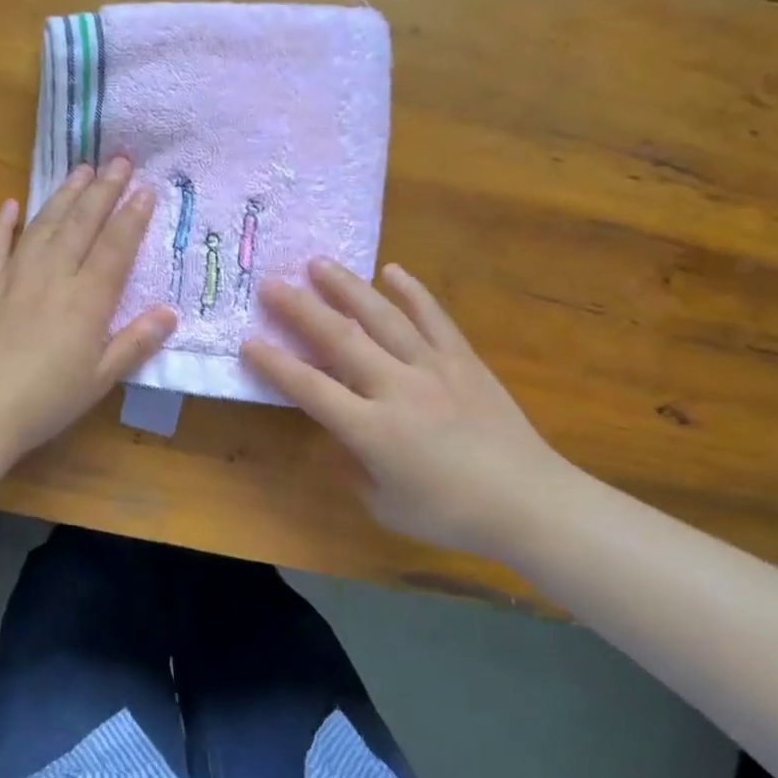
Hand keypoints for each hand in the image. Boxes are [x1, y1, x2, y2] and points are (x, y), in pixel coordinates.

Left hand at [0, 158, 175, 457]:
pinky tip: (12, 204)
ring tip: (81, 170)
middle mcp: (53, 276)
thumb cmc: (47, 400)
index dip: (132, 217)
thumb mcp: (101, 378)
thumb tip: (170, 313)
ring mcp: (14, 276)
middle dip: (104, 190)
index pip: (115, 247)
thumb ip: (135, 343)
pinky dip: (4, 223)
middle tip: (120, 160)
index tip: (146, 188)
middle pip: (82, 224)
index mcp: (87, 300)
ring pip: (44, 225)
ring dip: (64, 195)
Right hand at [241, 259, 574, 559]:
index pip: (311, 389)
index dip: (275, 365)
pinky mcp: (463, 360)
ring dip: (347, 288)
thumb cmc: (451, 514)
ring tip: (319, 263)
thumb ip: (352, 469)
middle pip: (340, 339)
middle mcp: (396, 389)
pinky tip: (392, 271)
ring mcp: (432, 368)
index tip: (248, 342)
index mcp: (372, 430)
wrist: (529, 502)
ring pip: (382, 317)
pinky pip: (433, 318)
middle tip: (271, 283)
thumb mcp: (386, 505)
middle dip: (300, 309)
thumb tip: (337, 439)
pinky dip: (412, 292)